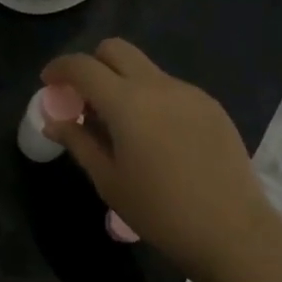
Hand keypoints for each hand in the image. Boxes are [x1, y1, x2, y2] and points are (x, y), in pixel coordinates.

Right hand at [42, 39, 278, 278]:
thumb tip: (54, 122)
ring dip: (123, 83)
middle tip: (84, 98)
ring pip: (144, 69)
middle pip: (115, 50)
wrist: (232, 231)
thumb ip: (79, 142)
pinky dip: (151, 99)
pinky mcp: (210, 106)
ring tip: (122, 127)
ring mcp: (188, 92)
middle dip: (92, 64)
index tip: (48, 83)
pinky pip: (170, 88)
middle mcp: (157, 85)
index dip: (59, 68)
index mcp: (126, 102)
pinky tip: (157, 138)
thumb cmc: (160, 211)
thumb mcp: (109, 180)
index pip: (82, 66)